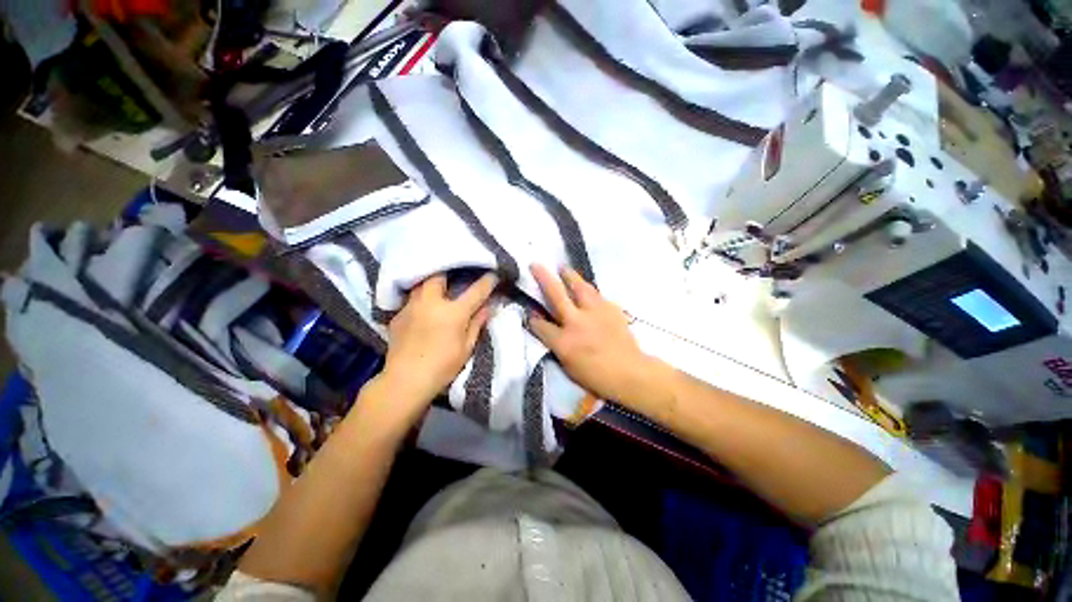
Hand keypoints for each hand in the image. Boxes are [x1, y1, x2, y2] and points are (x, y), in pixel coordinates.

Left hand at [371, 272, 496, 425]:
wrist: (405, 381)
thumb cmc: (443, 367)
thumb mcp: (467, 347)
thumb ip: (477, 323)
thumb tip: (488, 307)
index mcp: (453, 312)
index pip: (475, 291)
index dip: (487, 282)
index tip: (493, 275)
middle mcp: (431, 302)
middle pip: (439, 275)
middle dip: (449, 272)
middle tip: (456, 277)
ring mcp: (411, 307)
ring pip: (422, 285)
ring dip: (432, 283)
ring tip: (439, 289)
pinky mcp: (398, 315)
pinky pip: (411, 300)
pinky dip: (420, 300)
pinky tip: (423, 310)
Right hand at [528, 264, 662, 406]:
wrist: (629, 372)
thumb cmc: (596, 376)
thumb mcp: (568, 366)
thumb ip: (555, 344)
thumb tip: (547, 328)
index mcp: (563, 341)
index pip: (540, 324)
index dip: (532, 317)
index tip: (530, 311)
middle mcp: (576, 322)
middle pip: (555, 294)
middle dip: (543, 278)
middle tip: (535, 264)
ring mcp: (594, 312)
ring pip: (579, 286)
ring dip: (569, 276)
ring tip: (563, 268)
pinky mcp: (610, 308)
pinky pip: (596, 295)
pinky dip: (588, 291)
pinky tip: (586, 291)